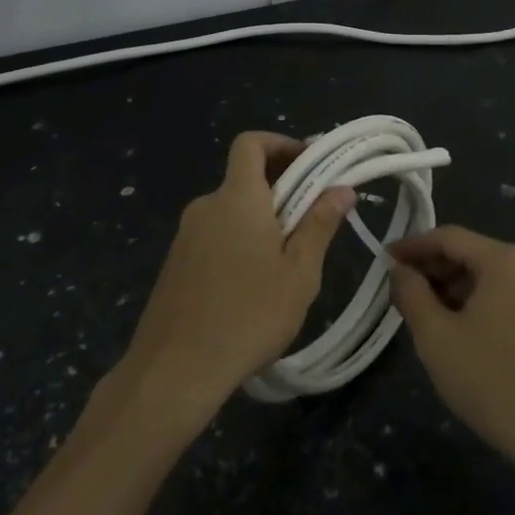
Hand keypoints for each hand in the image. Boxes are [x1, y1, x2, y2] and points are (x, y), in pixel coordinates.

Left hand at [121, 132, 352, 414]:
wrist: (173, 372)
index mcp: (237, 198)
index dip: (281, 143)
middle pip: (244, 177)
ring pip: (231, 210)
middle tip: (313, 219)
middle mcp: (207, 206)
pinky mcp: (175, 264)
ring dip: (261, 219)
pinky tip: (253, 285)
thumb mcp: (299, 273)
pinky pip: (214, 235)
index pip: (251, 143)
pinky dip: (238, 241)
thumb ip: (319, 224)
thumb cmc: (247, 316)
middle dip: (281, 187)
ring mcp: (185, 236)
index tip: (311, 164)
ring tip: (288, 260)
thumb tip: (341, 188)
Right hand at [390, 226, 514, 477]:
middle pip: (468, 252)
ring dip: (449, 286)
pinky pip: (499, 294)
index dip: (413, 246)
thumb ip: (411, 294)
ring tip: (419, 310)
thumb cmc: (490, 379)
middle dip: (430, 267)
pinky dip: (471, 301)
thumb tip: (399, 270)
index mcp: (503, 260)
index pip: (449, 237)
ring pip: (483, 275)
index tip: (383, 259)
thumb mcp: (436, 336)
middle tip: (397, 289)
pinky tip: (451, 325)